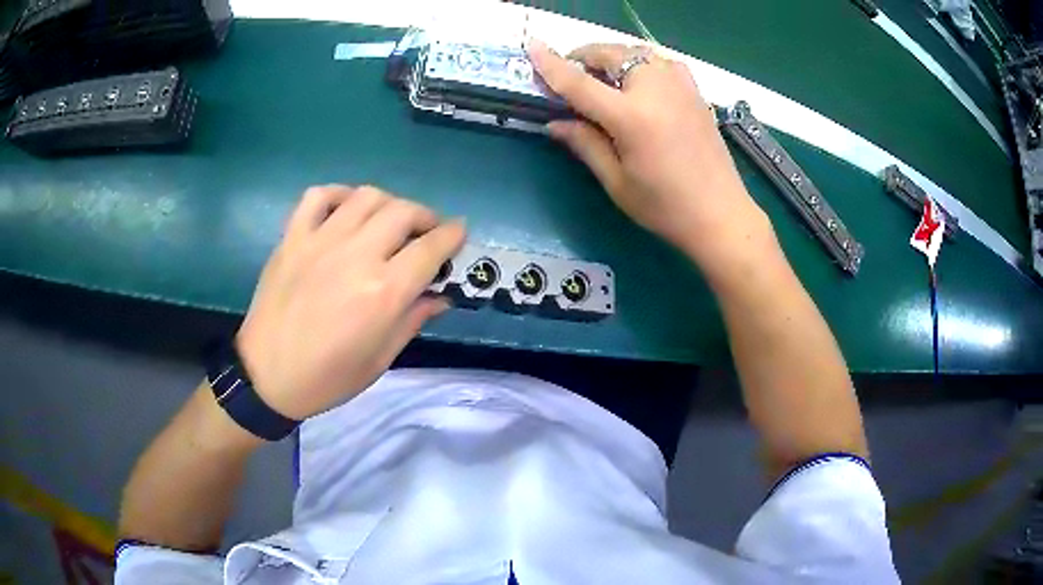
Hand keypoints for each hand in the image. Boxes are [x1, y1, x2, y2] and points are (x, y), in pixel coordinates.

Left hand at [235, 185, 464, 419]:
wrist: (265, 376)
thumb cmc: (327, 378)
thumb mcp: (380, 359)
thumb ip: (413, 320)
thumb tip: (441, 296)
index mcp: (382, 293)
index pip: (431, 248)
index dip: (453, 236)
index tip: (460, 233)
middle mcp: (356, 256)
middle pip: (403, 212)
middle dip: (425, 217)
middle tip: (426, 233)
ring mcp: (320, 241)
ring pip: (367, 196)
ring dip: (389, 203)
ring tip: (389, 222)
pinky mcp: (293, 237)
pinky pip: (319, 196)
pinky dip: (339, 195)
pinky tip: (346, 210)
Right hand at [528, 41, 770, 265]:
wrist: (721, 214)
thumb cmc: (666, 207)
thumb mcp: (617, 182)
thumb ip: (585, 144)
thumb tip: (554, 123)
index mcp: (631, 116)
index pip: (580, 82)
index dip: (552, 64)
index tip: (533, 46)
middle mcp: (656, 89)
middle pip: (611, 54)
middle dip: (586, 57)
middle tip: (572, 76)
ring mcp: (680, 85)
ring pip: (637, 53)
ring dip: (614, 58)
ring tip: (604, 79)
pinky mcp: (695, 90)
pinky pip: (660, 62)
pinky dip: (641, 64)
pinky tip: (639, 85)